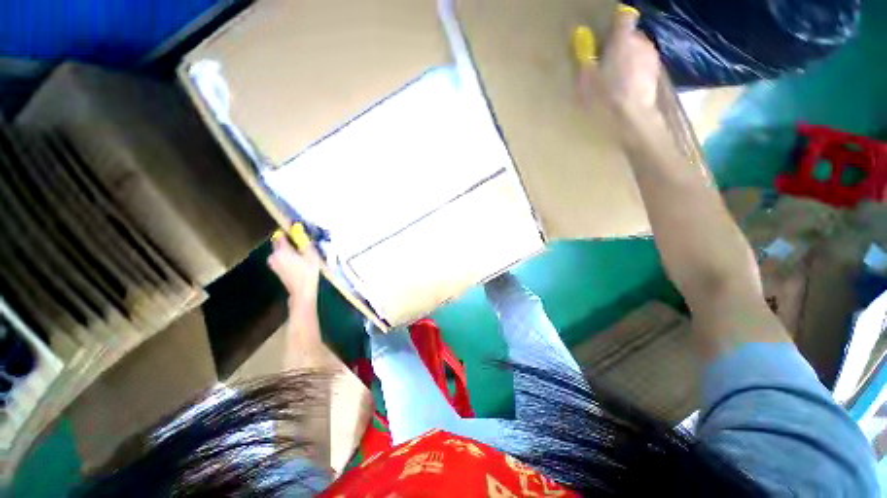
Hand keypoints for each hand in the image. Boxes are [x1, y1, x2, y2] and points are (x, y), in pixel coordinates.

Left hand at [268, 231, 320, 311]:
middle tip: (301, 243)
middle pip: (279, 243)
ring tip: (301, 253)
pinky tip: (297, 261)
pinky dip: (287, 256)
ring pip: (280, 251)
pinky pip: (280, 257)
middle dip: (288, 241)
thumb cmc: (308, 273)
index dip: (288, 232)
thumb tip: (300, 231)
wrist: (302, 291)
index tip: (296, 231)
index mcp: (282, 251)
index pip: (281, 235)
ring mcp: (273, 263)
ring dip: (288, 249)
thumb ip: (304, 242)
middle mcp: (274, 255)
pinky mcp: (275, 269)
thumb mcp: (311, 255)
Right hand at [578, 7, 660, 115]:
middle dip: (619, 44)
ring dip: (628, 57)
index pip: (623, 17)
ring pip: (638, 49)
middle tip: (606, 62)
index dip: (614, 23)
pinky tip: (627, 85)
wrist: (632, 117)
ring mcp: (652, 56)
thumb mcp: (586, 81)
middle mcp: (641, 41)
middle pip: (630, 34)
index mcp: (622, 40)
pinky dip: (635, 69)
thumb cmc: (605, 98)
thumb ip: (585, 59)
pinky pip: (643, 63)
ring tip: (616, 77)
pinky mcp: (657, 71)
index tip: (605, 35)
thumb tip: (583, 45)